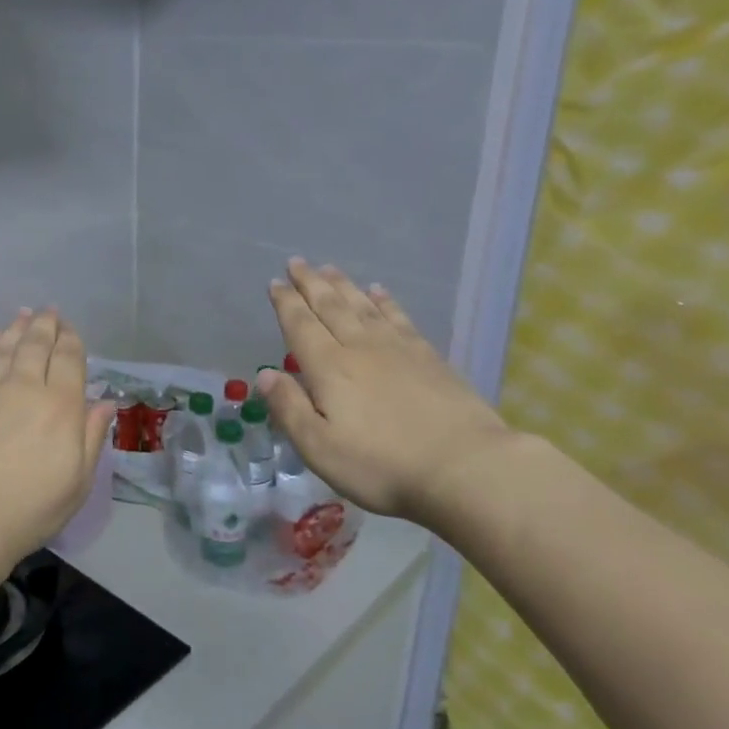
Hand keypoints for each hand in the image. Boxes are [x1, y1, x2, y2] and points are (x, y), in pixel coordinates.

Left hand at [0, 308, 114, 588]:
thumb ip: (92, 438)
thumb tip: (104, 404)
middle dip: (44, 325)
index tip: (70, 328)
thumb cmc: (28, 509)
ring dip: (15, 328)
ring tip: (22, 315)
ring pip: (4, 347)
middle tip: (48, 311)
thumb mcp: (77, 482)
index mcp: (60, 406)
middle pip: (35, 345)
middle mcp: (23, 386)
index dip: (71, 339)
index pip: (68, 359)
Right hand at [258, 260, 513, 529]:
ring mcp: (398, 349)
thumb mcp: (319, 448)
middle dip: (310, 284)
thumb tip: (264, 375)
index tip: (275, 282)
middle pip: (331, 307)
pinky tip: (379, 292)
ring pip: (363, 306)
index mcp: (329, 369)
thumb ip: (289, 409)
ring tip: (329, 269)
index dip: (286, 303)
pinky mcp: (429, 357)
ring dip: (343, 286)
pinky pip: (399, 317)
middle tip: (297, 261)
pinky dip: (385, 301)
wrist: (464, 466)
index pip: (301, 326)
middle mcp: (360, 348)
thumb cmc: (382, 465)